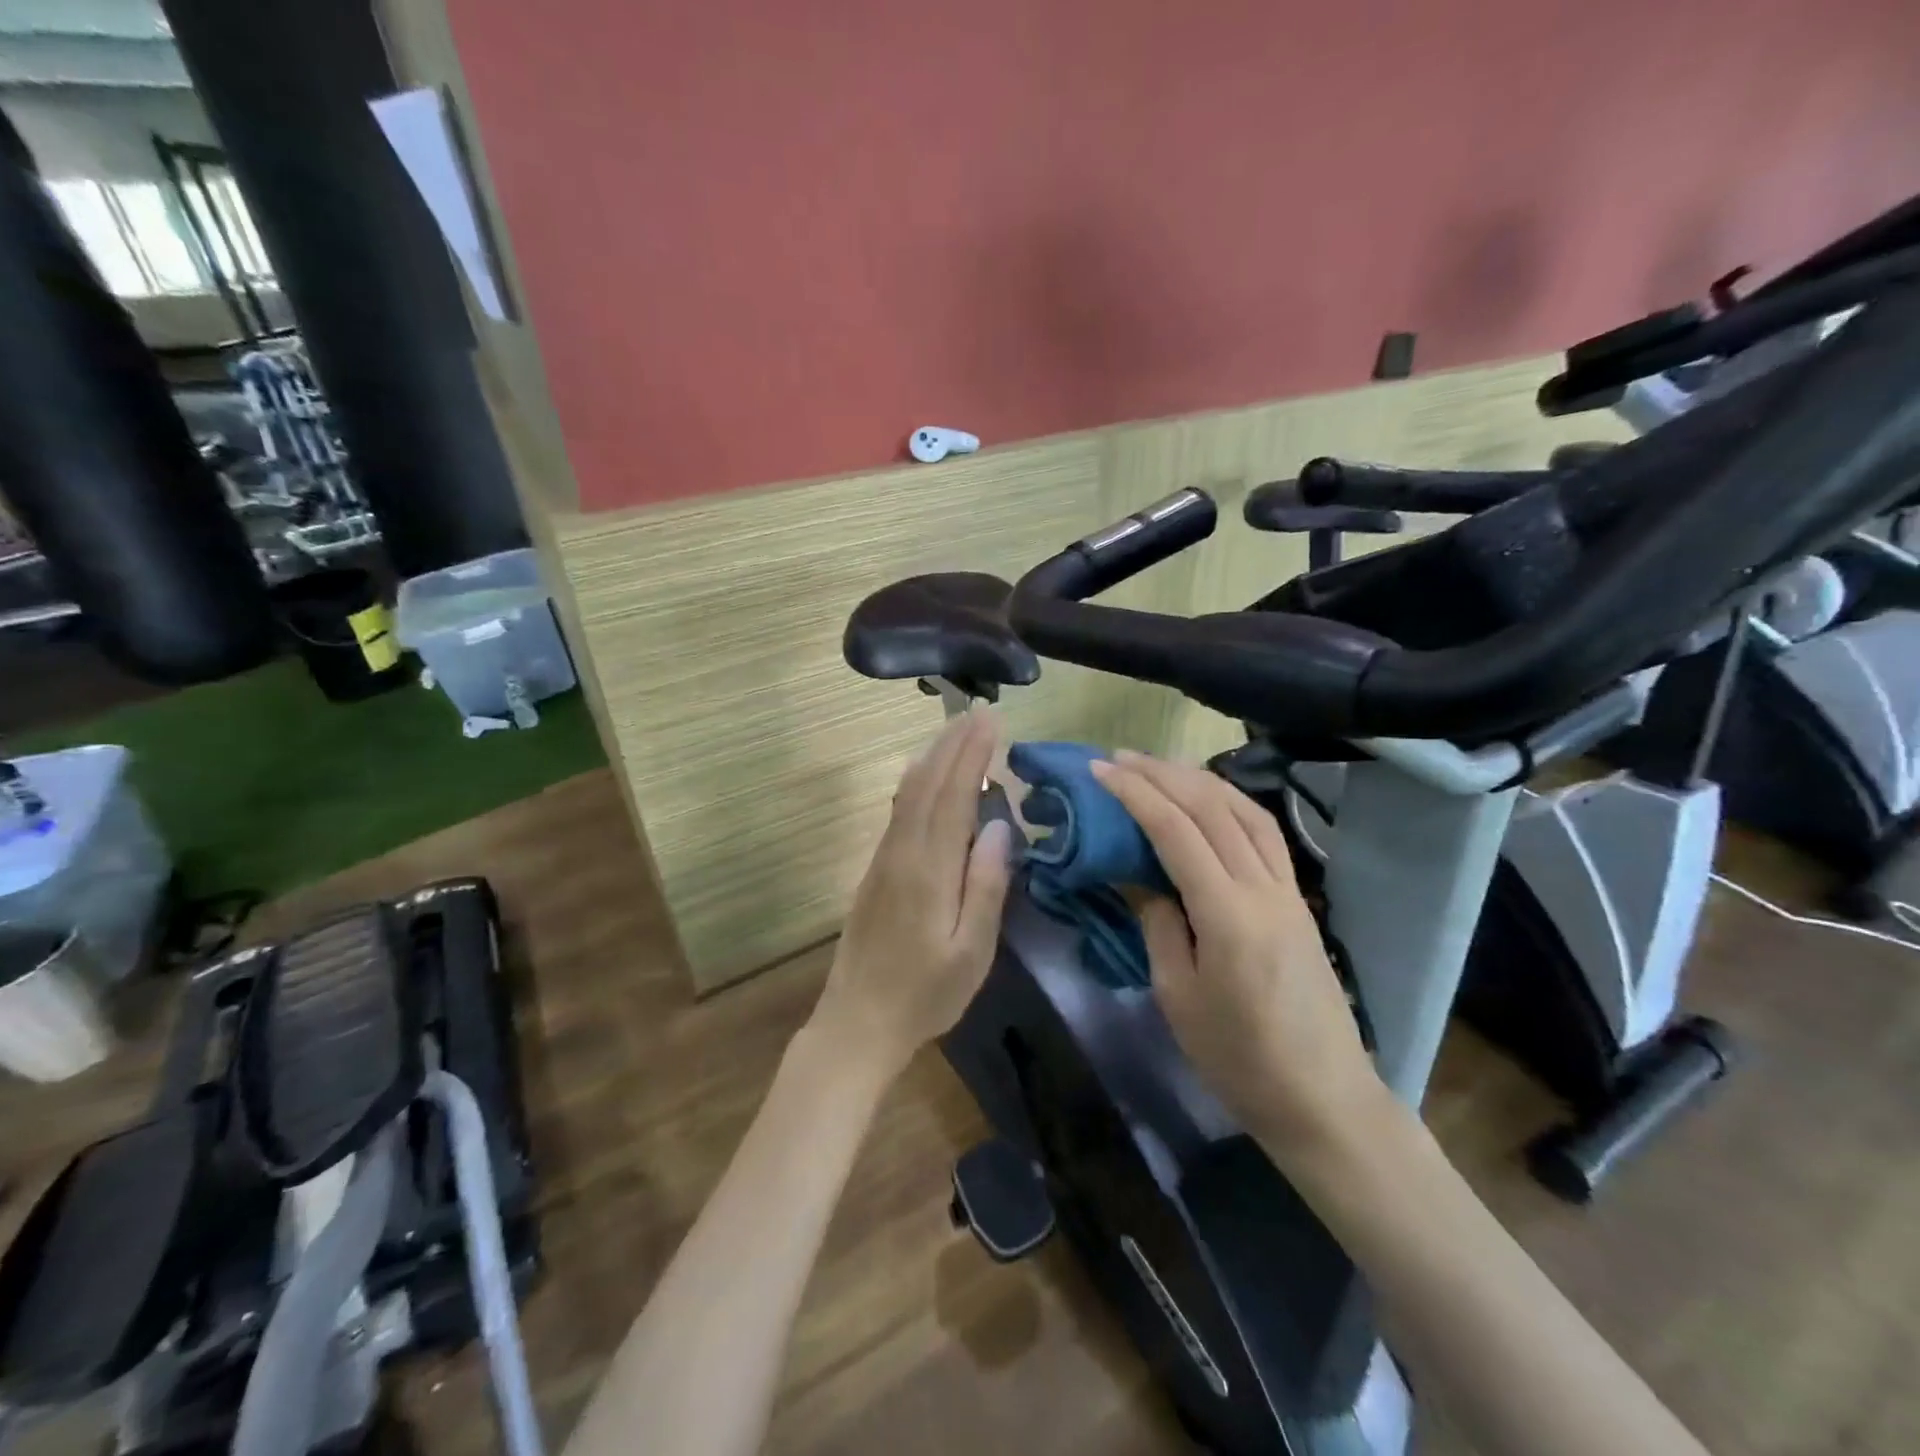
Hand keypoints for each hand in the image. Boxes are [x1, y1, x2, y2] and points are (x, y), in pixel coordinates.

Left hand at [811, 711, 1013, 1081]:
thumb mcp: (970, 951)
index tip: (991, 720)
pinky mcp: (876, 871)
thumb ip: (986, 886)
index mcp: (929, 870)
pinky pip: (899, 811)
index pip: (954, 797)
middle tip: (979, 713)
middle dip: (953, 744)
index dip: (972, 755)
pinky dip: (917, 782)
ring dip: (933, 757)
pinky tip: (925, 777)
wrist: (857, 1022)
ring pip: (908, 793)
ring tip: (957, 732)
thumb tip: (1001, 826)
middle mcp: (902, 853)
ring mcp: (884, 860)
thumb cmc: (925, 994)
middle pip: (927, 784)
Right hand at [1092, 751, 1387, 1156]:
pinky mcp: (1298, 899)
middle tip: (1119, 758)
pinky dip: (1231, 802)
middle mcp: (1263, 888)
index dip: (1135, 794)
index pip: (1176, 831)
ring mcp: (1288, 890)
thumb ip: (1158, 925)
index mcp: (1227, 915)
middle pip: (1211, 808)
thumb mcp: (1177, 996)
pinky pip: (1264, 832)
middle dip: (1162, 774)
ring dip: (1198, 779)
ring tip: (1159, 767)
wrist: (1323, 1098)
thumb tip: (1142, 879)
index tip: (1100, 771)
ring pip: (1244, 810)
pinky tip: (1209, 799)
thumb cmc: (1239, 1059)